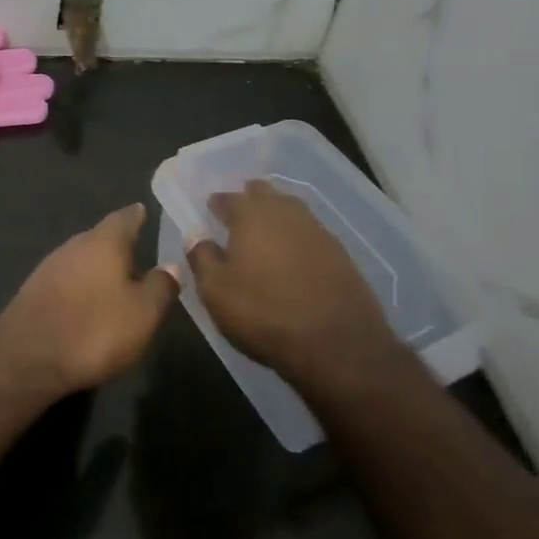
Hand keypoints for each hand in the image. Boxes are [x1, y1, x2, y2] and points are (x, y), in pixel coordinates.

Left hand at [0, 204, 177, 395]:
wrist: (26, 358)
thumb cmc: (94, 329)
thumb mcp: (143, 313)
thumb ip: (160, 286)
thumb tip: (171, 265)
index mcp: (103, 242)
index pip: (124, 218)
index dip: (136, 215)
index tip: (143, 210)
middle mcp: (73, 245)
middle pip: (99, 237)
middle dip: (117, 243)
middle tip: (136, 250)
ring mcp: (48, 267)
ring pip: (80, 258)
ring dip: (97, 266)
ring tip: (115, 278)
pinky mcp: (33, 292)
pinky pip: (65, 280)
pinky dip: (80, 285)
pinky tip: (87, 301)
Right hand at [186, 180, 396, 382]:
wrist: (338, 344)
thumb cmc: (264, 313)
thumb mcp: (216, 291)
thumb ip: (202, 258)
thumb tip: (197, 237)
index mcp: (251, 214)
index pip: (228, 198)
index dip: (217, 204)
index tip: (211, 212)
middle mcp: (286, 212)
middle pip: (265, 194)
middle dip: (250, 199)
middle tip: (238, 215)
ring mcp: (318, 231)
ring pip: (291, 210)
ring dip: (276, 216)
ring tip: (265, 234)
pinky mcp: (341, 254)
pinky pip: (310, 234)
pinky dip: (297, 238)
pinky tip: (293, 256)